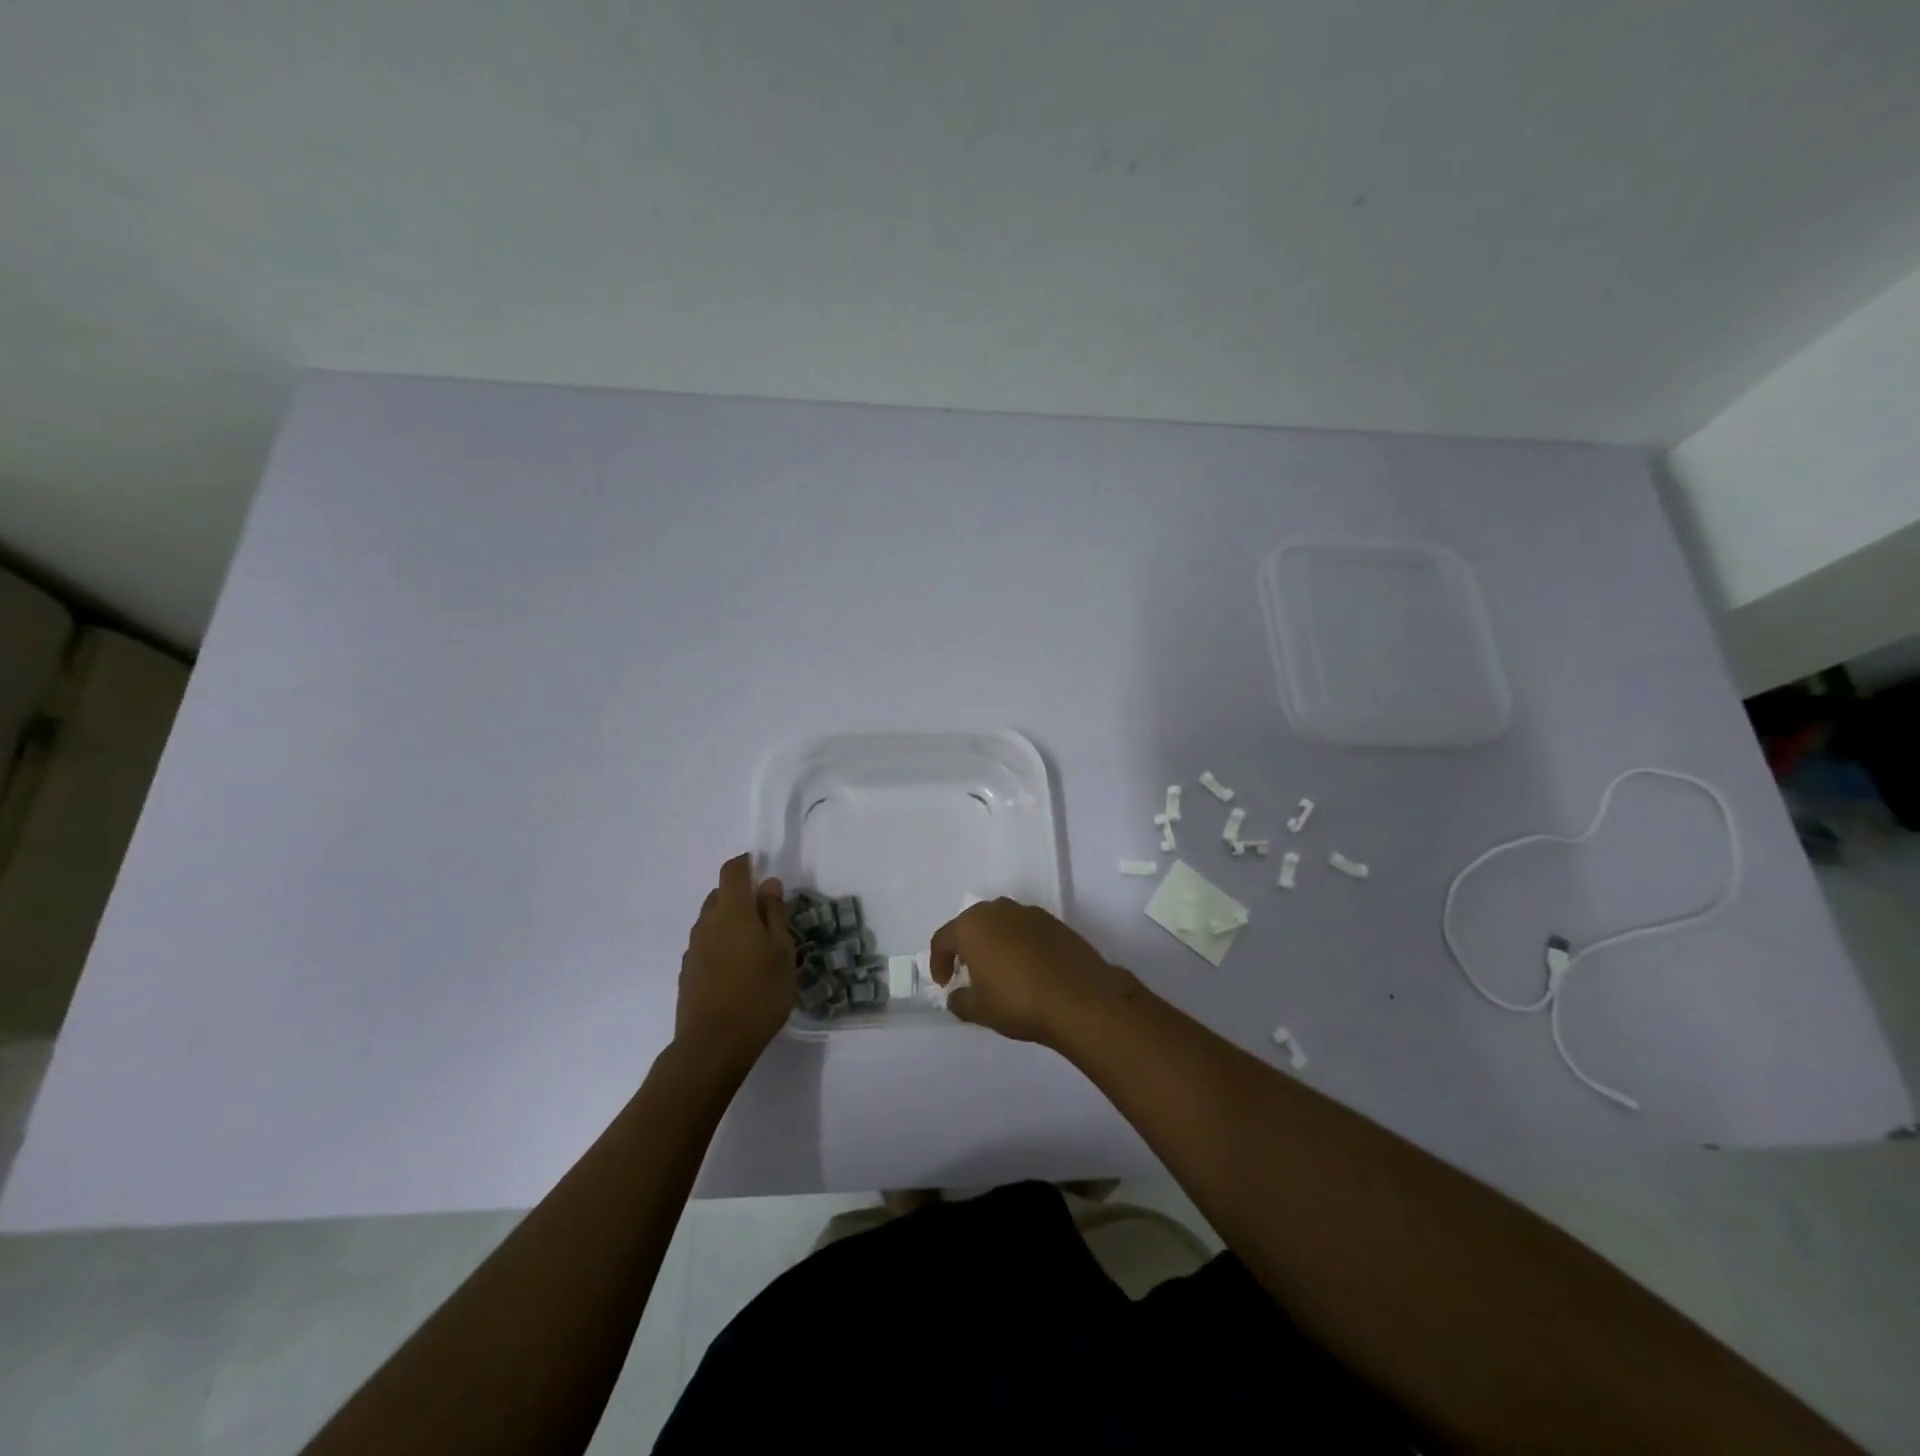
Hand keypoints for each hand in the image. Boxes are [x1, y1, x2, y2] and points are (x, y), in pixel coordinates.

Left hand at [674, 855, 793, 1076]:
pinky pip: (706, 947)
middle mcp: (707, 923)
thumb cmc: (759, 994)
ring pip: (711, 922)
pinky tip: (737, 972)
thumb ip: (775, 915)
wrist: (713, 1046)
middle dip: (740, 897)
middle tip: (767, 918)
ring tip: (754, 949)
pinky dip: (721, 947)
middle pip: (720, 895)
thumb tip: (768, 884)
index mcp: (733, 911)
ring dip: (730, 924)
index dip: (746, 864)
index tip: (762, 869)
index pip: (733, 871)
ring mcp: (693, 949)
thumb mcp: (782, 952)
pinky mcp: (687, 974)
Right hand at [927, 899, 1124, 1046]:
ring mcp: (1029, 913)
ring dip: (993, 941)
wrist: (1080, 998)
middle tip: (968, 973)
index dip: (938, 962)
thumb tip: (957, 995)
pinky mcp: (1054, 922)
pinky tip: (1027, 967)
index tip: (944, 983)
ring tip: (999, 969)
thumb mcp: (979, 1010)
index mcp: (972, 926)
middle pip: (972, 924)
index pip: (943, 939)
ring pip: (1000, 922)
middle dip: (966, 947)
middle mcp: (998, 910)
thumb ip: (959, 1001)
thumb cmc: (1018, 1001)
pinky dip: (1018, 943)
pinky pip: (1025, 929)